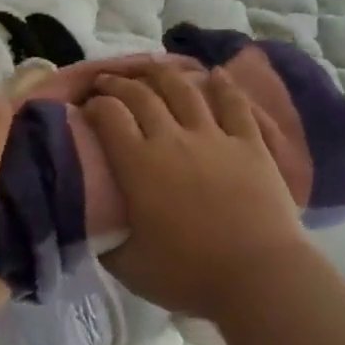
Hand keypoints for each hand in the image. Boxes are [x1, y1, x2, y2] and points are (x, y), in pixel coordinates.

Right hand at [83, 66, 309, 319]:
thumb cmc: (188, 274)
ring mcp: (214, 137)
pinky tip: (215, 75)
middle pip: (141, 96)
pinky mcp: (249, 144)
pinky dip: (223, 86)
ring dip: (162, 73)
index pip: (108, 116)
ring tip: (150, 68)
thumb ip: (104, 240)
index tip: (86, 108)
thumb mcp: (128, 266)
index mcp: (138, 165)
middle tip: (107, 83)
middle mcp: (172, 139)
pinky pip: (234, 105)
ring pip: (184, 90)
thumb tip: (90, 225)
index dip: (93, 106)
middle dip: (118, 84)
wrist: (258, 276)